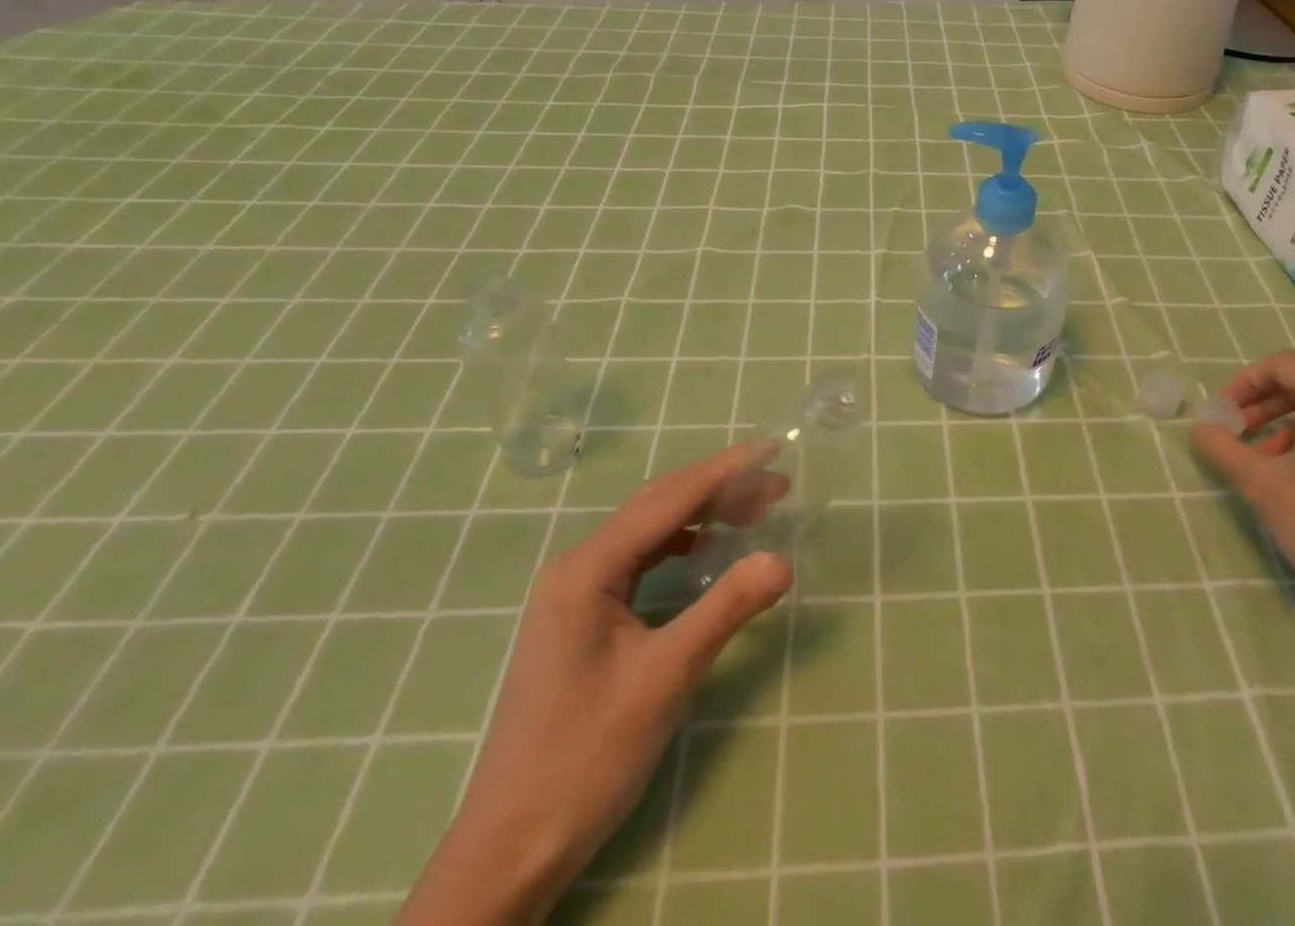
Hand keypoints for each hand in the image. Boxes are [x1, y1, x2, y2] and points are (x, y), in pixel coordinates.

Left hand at [397, 441, 793, 925]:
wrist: (510, 847)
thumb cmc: (585, 758)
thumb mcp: (664, 678)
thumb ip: (725, 609)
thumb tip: (783, 559)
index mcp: (588, 568)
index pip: (669, 499)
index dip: (725, 470)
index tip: (773, 447)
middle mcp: (578, 565)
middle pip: (658, 505)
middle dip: (720, 488)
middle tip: (778, 483)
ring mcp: (576, 591)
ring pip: (650, 530)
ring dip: (703, 514)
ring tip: (756, 511)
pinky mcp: (583, 616)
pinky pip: (641, 559)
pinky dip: (682, 545)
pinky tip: (708, 552)